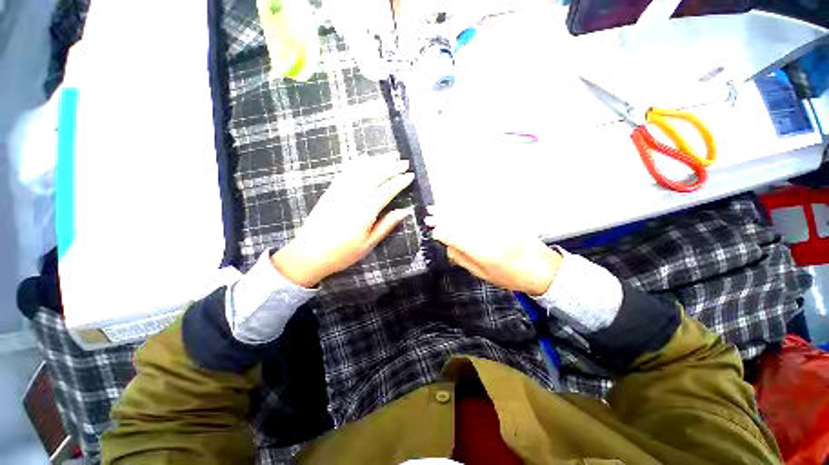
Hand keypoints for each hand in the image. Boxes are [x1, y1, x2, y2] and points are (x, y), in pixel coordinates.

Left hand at [272, 157, 413, 286]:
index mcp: (365, 212)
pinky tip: (365, 159)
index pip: (386, 191)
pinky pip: (346, 172)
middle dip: (391, 167)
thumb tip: (404, 211)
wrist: (309, 253)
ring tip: (389, 156)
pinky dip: (357, 163)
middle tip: (404, 162)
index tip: (410, 175)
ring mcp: (340, 192)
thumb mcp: (368, 244)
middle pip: (375, 176)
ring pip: (361, 170)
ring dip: (377, 161)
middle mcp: (353, 197)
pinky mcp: (331, 191)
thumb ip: (386, 225)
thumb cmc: (342, 253)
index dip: (400, 182)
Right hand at [426, 206, 561, 295]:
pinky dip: (466, 205)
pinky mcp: (504, 217)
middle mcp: (488, 232)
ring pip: (468, 211)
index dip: (440, 231)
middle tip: (429, 214)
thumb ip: (461, 258)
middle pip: (459, 220)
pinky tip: (458, 204)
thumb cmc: (509, 276)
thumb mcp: (481, 273)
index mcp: (481, 250)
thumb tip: (446, 245)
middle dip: (442, 216)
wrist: (541, 268)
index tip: (432, 230)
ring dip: (451, 208)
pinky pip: (481, 207)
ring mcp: (497, 222)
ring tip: (438, 207)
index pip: (453, 235)